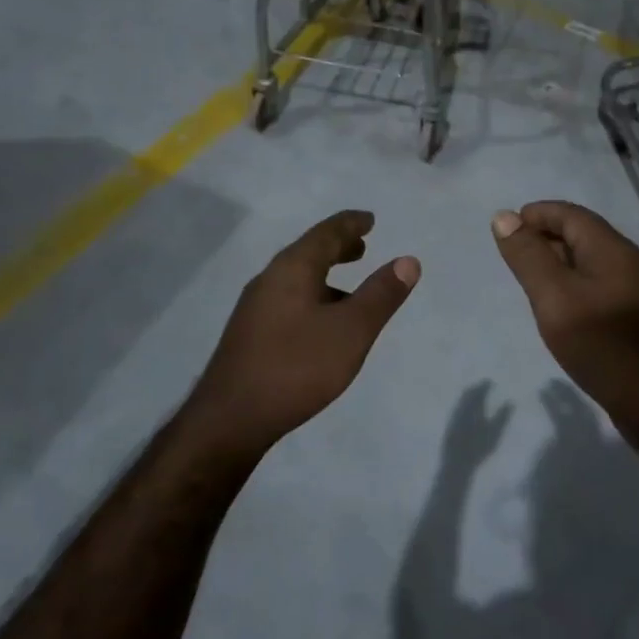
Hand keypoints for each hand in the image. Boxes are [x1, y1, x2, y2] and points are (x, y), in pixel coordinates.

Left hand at [191, 210, 418, 458]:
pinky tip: (322, 325)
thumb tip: (408, 260)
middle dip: (337, 247)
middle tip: (362, 246)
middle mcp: (270, 279)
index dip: (351, 224)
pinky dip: (312, 297)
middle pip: (308, 252)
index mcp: (292, 269)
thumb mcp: (351, 331)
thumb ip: (381, 295)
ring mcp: (255, 308)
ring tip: (349, 288)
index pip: (326, 233)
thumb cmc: (296, 367)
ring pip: (296, 279)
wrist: (230, 419)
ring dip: (325, 275)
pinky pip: (288, 300)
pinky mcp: (250, 334)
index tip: (370, 219)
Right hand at [491, 201, 638, 446]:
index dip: (537, 215)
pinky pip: (602, 287)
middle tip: (515, 257)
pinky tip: (565, 310)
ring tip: (533, 283)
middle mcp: (630, 261)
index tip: (508, 230)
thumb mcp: (554, 296)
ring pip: (593, 263)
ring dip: (561, 264)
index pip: (570, 214)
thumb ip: (528, 256)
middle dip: (547, 238)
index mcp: (611, 248)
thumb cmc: (600, 341)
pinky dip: (577, 286)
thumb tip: (503, 216)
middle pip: (583, 235)